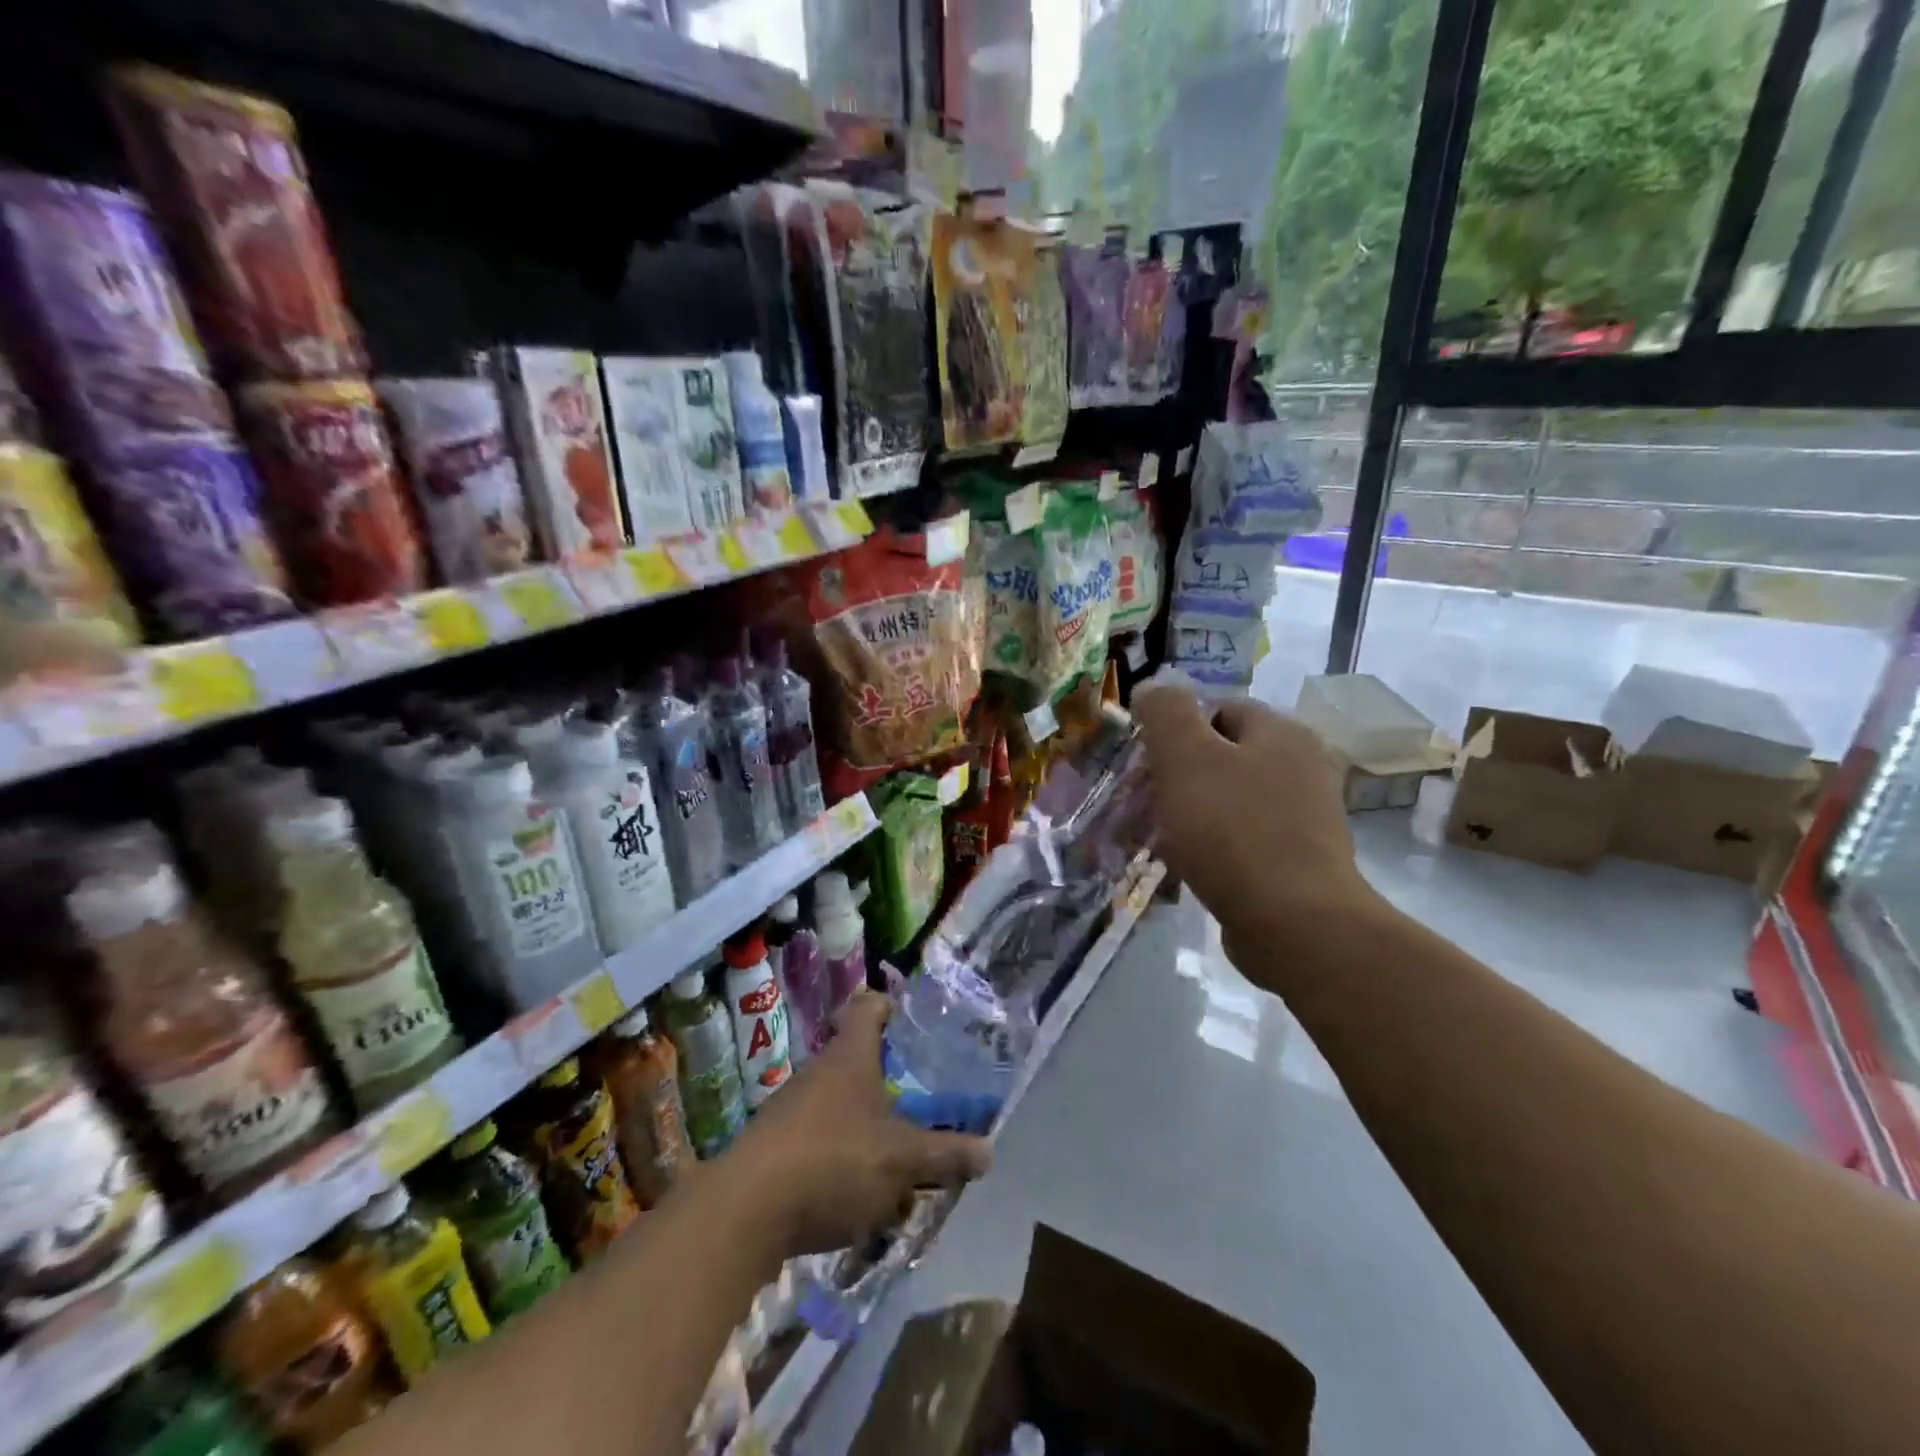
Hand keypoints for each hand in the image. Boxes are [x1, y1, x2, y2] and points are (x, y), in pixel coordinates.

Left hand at [722, 992, 990, 1257]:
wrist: (744, 1211)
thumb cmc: (834, 1161)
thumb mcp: (901, 1161)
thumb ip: (944, 1154)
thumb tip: (988, 1151)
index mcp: (851, 1057)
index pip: (868, 1008)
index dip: (887, 1006)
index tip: (905, 1017)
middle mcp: (819, 1072)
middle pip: (855, 1063)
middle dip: (885, 1086)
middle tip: (917, 1107)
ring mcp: (790, 1109)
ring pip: (837, 1108)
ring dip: (863, 1130)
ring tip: (895, 1164)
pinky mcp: (772, 1148)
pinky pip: (817, 1143)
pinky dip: (838, 1161)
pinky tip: (855, 1200)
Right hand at [1133, 684, 1378, 951]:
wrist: (1294, 923)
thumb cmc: (1233, 830)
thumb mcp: (1186, 758)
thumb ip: (1166, 713)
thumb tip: (1152, 687)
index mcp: (1281, 732)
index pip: (1218, 709)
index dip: (1176, 731)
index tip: (1147, 764)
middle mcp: (1301, 766)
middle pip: (1222, 756)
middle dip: (1178, 777)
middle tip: (1145, 803)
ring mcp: (1303, 816)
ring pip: (1229, 800)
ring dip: (1190, 815)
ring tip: (1159, 838)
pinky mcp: (1297, 860)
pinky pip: (1241, 839)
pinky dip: (1212, 848)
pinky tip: (1187, 867)